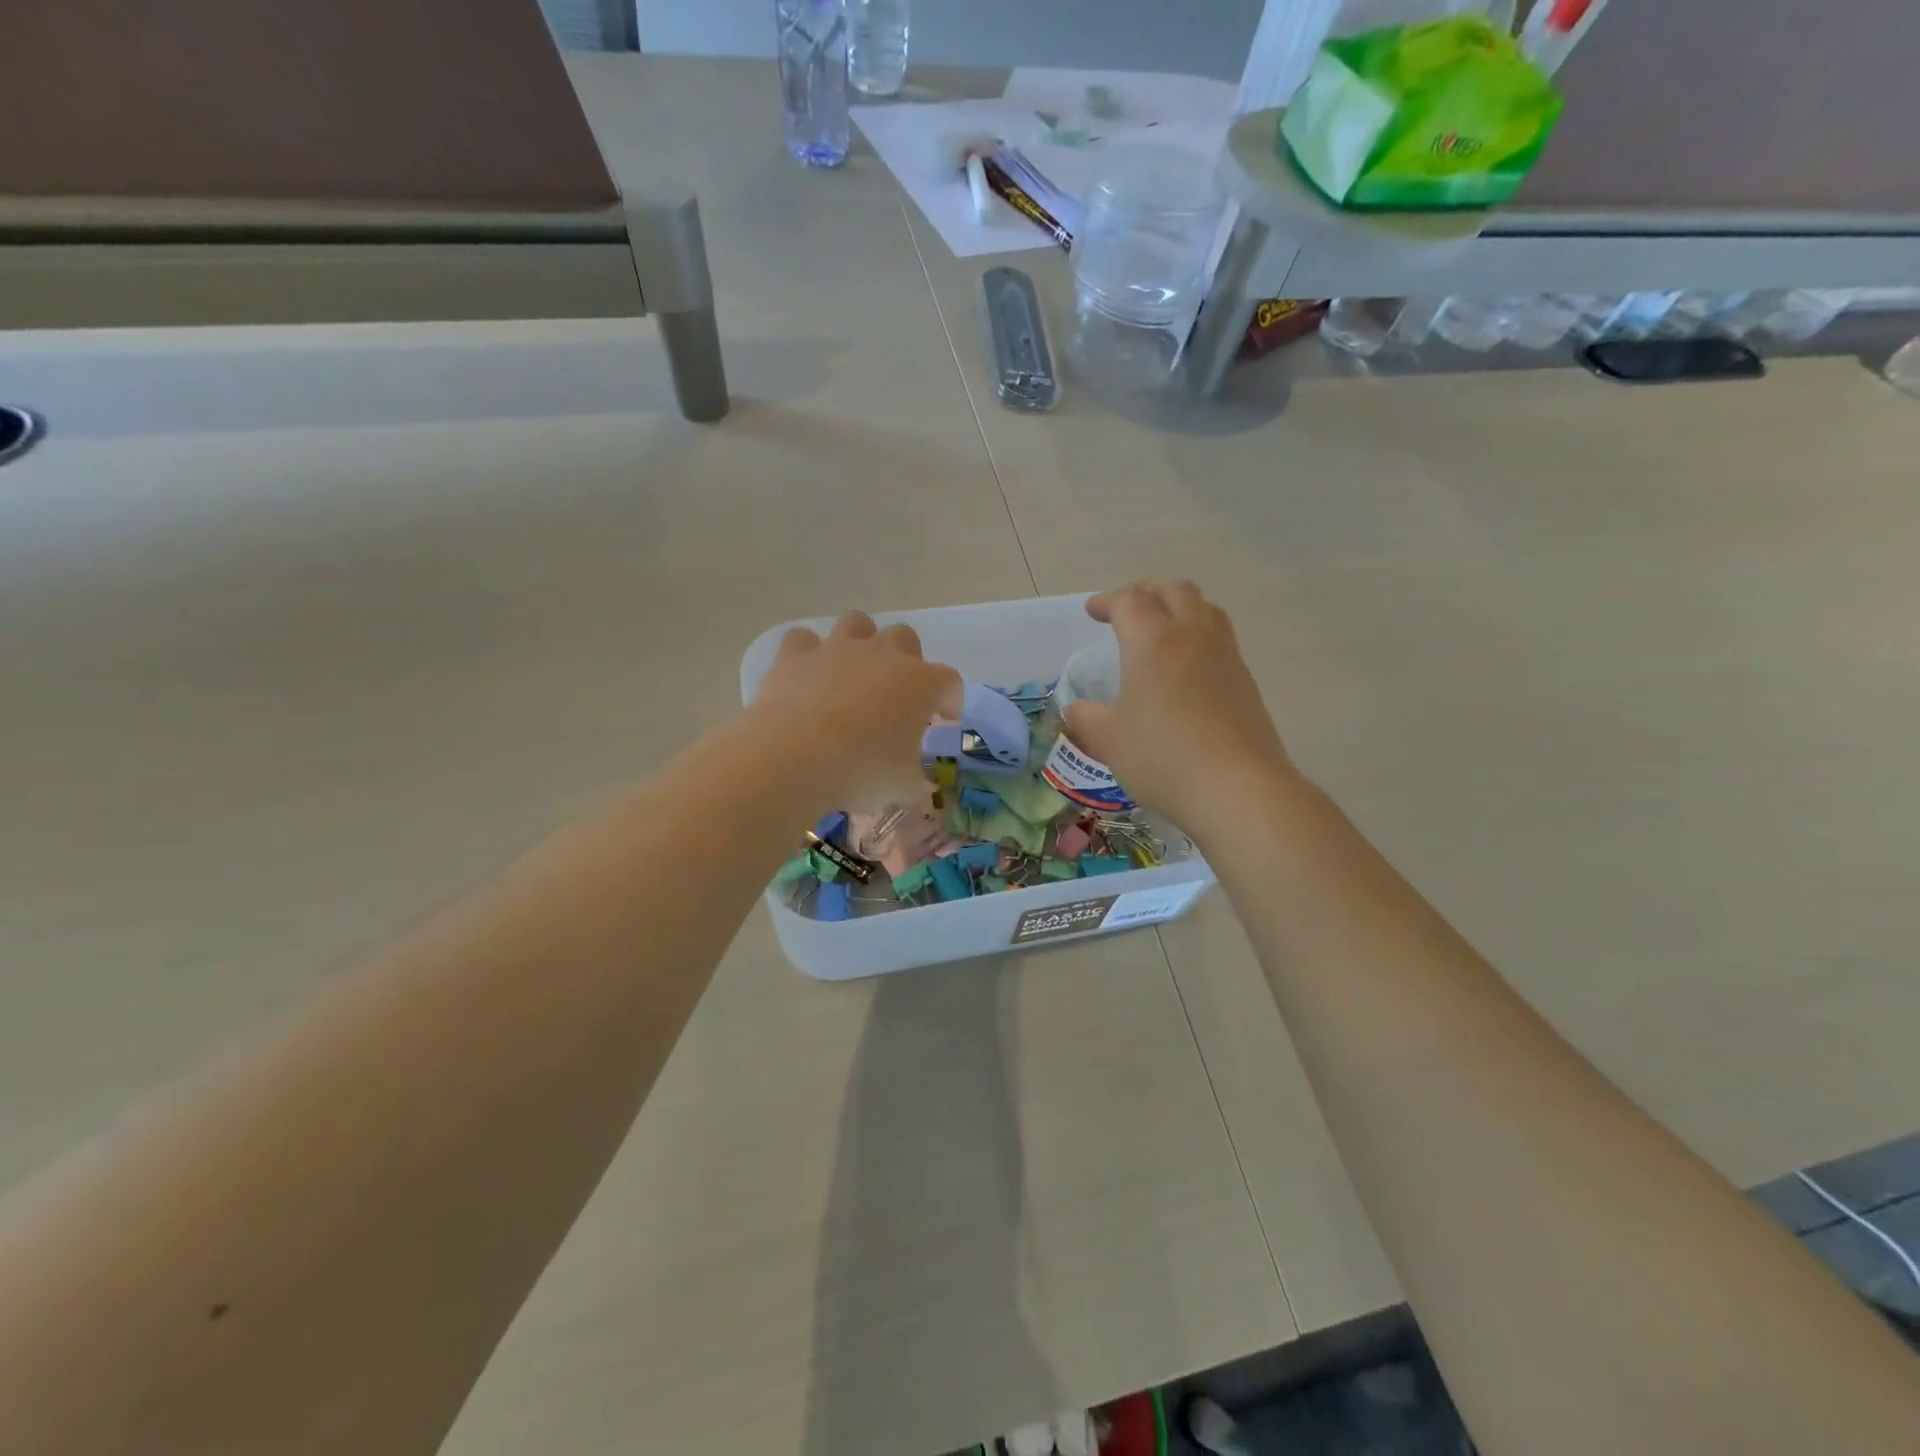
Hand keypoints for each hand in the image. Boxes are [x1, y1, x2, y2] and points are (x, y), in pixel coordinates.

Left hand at [749, 611, 961, 809]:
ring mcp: (837, 649)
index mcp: (921, 683)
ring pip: (858, 623)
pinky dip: (807, 654)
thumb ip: (915, 786)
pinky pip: (804, 640)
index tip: (943, 720)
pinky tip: (807, 675)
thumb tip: (919, 793)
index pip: (950, 682)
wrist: (796, 756)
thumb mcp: (902, 787)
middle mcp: (883, 654)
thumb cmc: (864, 770)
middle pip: (906, 638)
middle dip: (907, 660)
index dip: (950, 700)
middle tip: (898, 695)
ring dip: (861, 641)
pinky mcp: (796, 656)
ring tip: (855, 672)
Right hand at [1063, 580, 1294, 827]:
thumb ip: (1087, 720)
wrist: (1238, 789)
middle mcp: (1192, 636)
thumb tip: (1077, 711)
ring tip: (1162, 629)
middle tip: (1127, 608)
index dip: (1107, 601)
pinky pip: (1220, 639)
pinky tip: (1188, 668)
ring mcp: (1226, 656)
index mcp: (1153, 641)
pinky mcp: (1246, 681)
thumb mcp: (1109, 741)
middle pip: (1174, 590)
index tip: (1092, 612)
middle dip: (1147, 591)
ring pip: (1205, 609)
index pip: (1129, 601)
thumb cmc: (1163, 758)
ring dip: (1179, 607)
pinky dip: (1199, 636)